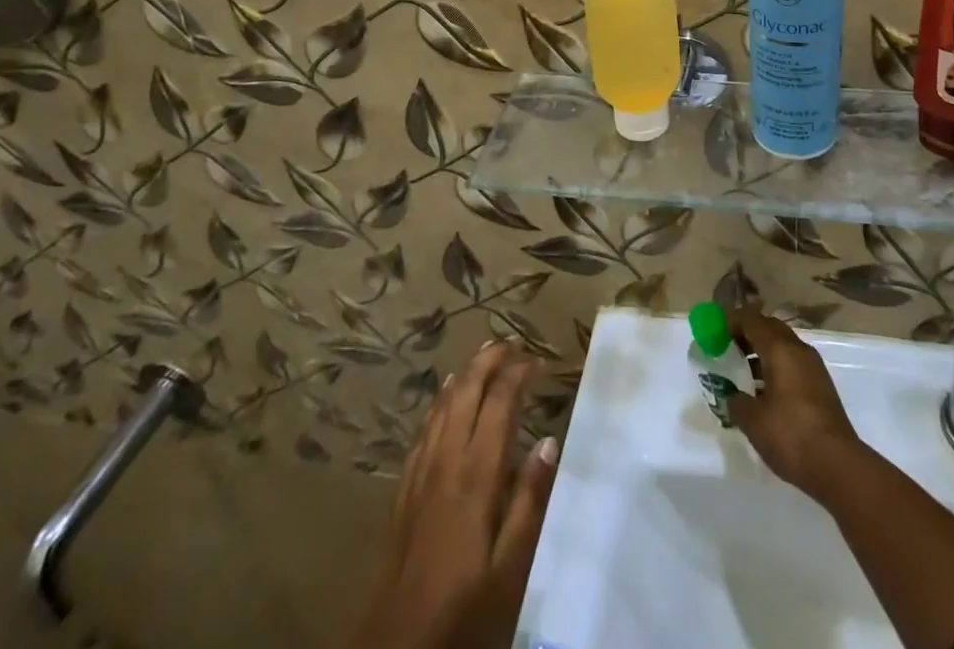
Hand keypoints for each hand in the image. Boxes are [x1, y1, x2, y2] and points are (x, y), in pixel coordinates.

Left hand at [352, 341, 559, 648]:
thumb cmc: (464, 610)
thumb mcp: (510, 567)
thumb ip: (530, 501)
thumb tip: (549, 442)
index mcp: (477, 475)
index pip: (499, 404)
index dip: (517, 374)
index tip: (537, 359)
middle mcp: (446, 462)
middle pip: (466, 392)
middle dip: (488, 360)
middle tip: (511, 342)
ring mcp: (420, 474)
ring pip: (442, 406)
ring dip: (464, 374)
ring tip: (483, 354)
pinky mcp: (404, 491)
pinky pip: (423, 431)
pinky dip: (439, 403)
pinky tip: (444, 398)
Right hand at [726, 307, 864, 499]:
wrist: (838, 465)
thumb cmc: (790, 435)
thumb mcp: (753, 421)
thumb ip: (737, 402)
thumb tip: (733, 397)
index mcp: (780, 349)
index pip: (752, 320)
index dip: (731, 322)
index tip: (715, 333)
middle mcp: (798, 350)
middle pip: (769, 328)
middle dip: (748, 334)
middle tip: (728, 348)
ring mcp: (814, 367)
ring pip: (783, 346)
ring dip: (763, 352)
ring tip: (744, 372)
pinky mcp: (822, 386)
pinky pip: (793, 363)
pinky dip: (777, 367)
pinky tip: (766, 392)